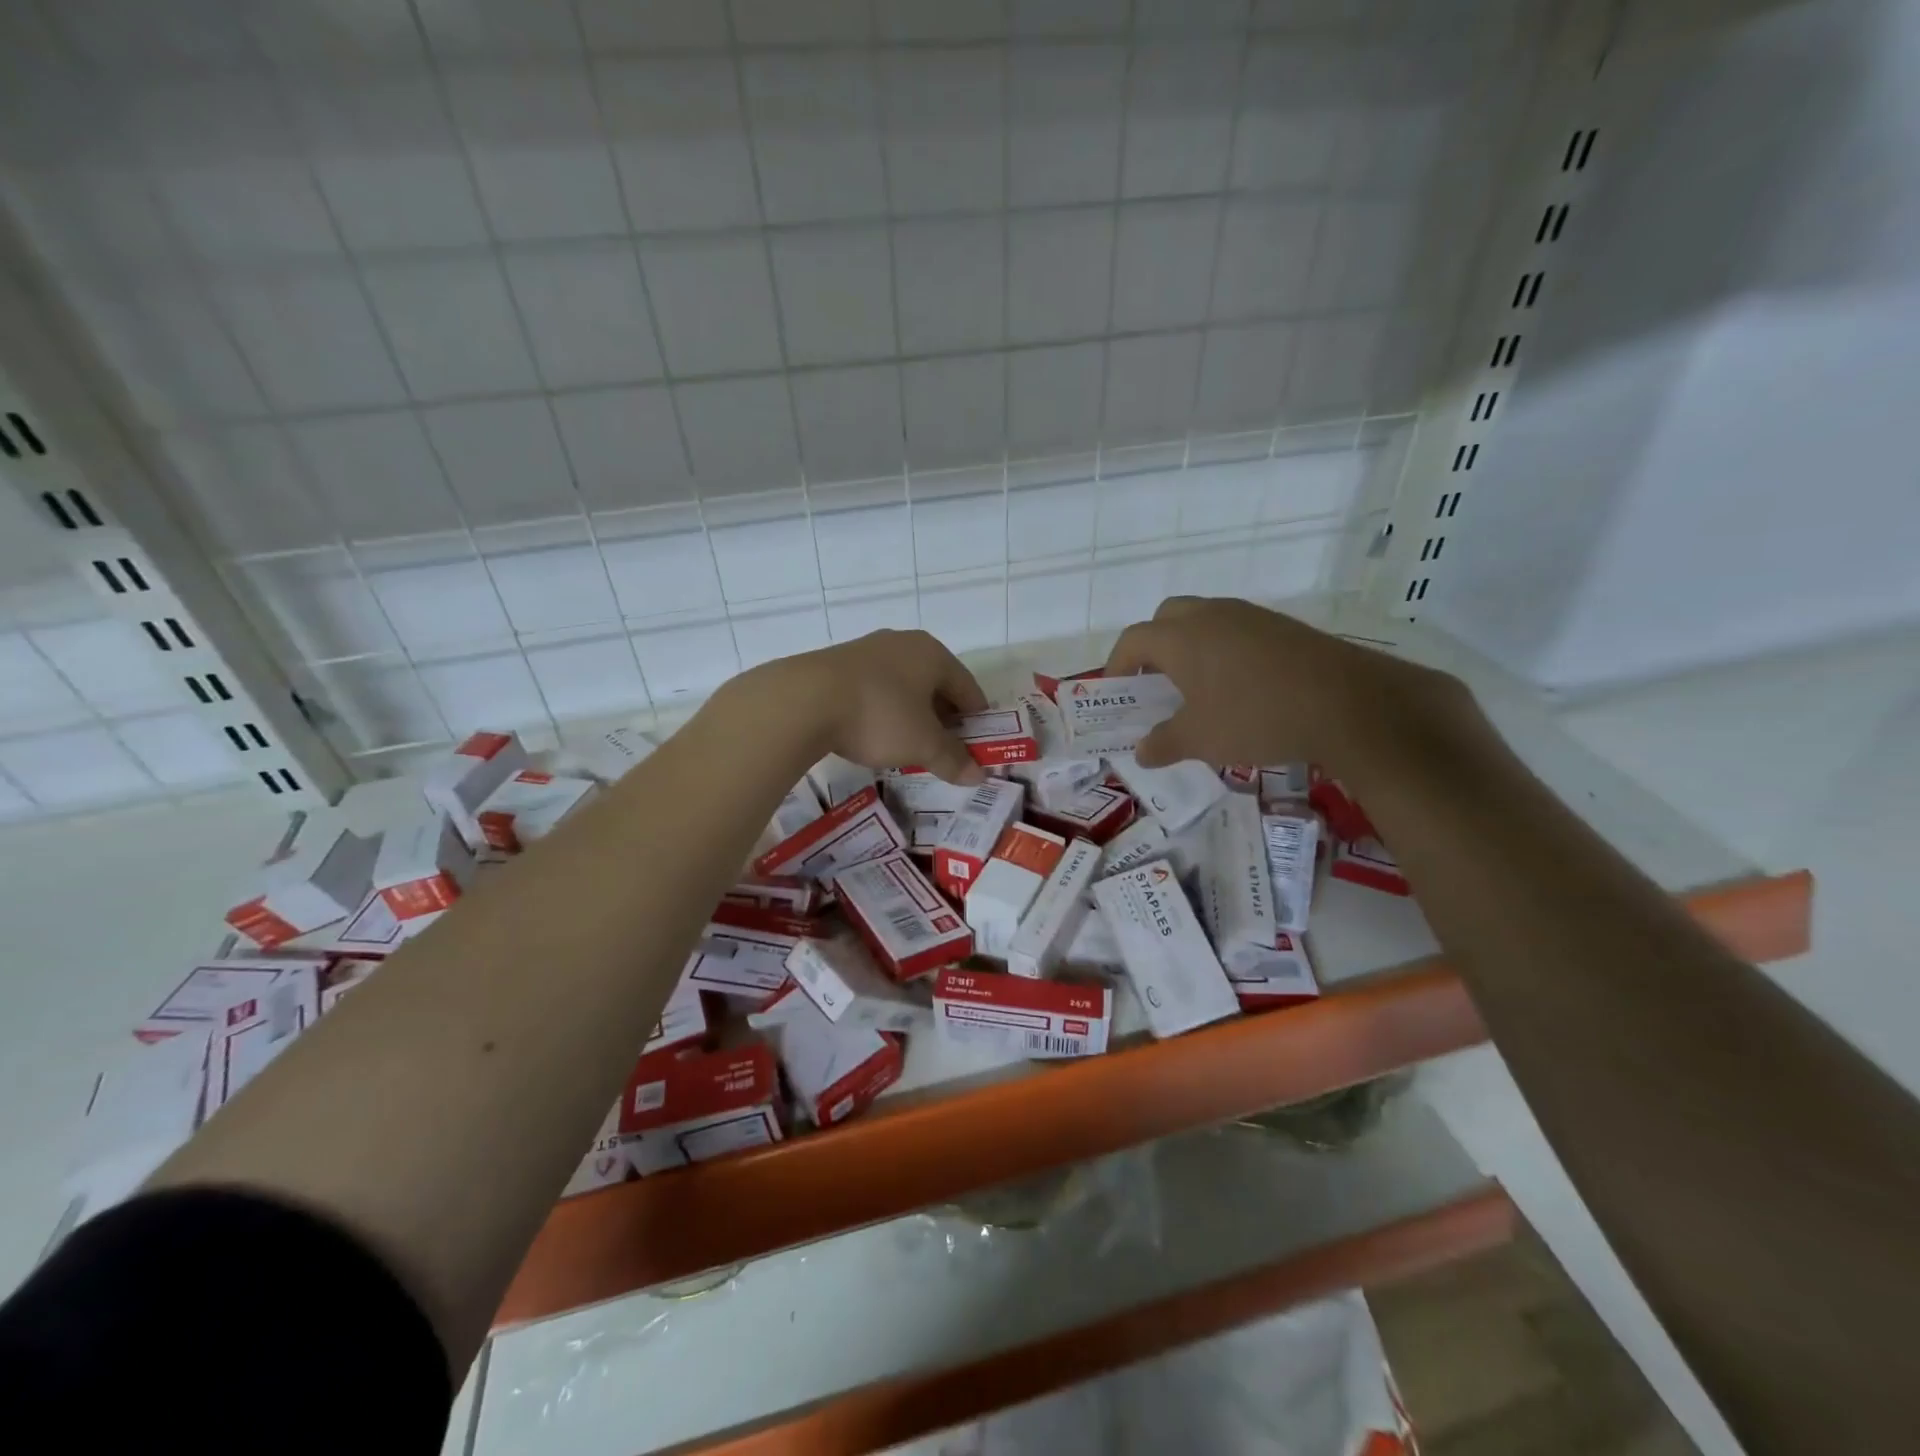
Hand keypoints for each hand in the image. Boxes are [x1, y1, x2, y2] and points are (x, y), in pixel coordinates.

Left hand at [747, 629, 988, 784]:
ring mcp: (868, 650)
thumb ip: (952, 759)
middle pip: (935, 684)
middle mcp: (903, 644)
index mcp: (933, 654)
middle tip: (945, 749)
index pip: (968, 687)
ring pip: (903, 685)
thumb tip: (979, 775)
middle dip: (944, 717)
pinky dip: (884, 709)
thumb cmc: (879, 715)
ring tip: (910, 744)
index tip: (977, 745)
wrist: (803, 700)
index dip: (977, 719)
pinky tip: (875, 731)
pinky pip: (875, 688)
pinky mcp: (838, 663)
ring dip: (912, 713)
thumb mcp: (922, 744)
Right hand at [1102, 597, 1473, 774]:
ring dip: (1191, 646)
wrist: (1347, 703)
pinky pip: (1236, 629)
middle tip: (1157, 683)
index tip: (1118, 693)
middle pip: (1165, 618)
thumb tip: (1142, 751)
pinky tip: (1240, 686)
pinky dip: (1224, 650)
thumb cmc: (1256, 718)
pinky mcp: (1281, 626)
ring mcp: (1249, 616)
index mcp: (1181, 638)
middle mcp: (1210, 616)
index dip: (1117, 666)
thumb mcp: (1201, 740)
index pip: (1132, 641)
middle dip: (1153, 646)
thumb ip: (1163, 743)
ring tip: (1198, 688)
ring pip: (1203, 620)